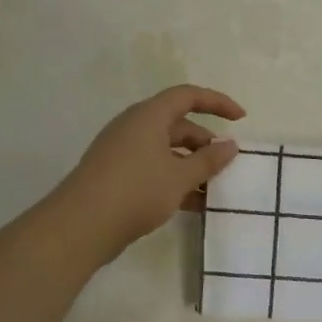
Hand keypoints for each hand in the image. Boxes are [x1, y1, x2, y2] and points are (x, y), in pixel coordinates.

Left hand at [57, 86, 242, 259]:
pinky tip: (192, 204)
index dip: (217, 102)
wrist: (80, 226)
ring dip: (191, 166)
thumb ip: (209, 160)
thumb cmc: (136, 191)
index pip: (188, 95)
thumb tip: (230, 145)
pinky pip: (152, 168)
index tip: (240, 119)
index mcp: (149, 115)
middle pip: (177, 124)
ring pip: (165, 150)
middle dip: (204, 142)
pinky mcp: (115, 174)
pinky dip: (173, 179)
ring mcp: (122, 151)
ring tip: (213, 190)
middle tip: (226, 164)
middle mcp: (134, 126)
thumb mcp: (180, 177)